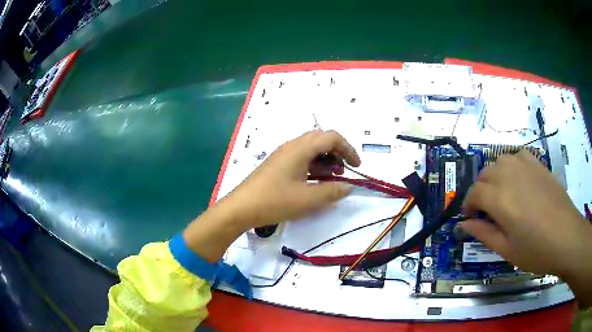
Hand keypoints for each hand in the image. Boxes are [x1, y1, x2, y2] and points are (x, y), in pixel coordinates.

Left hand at [225, 129, 360, 228]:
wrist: (241, 208)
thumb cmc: (274, 201)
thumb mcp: (308, 199)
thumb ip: (332, 191)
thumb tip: (348, 186)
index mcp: (300, 149)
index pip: (331, 137)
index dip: (348, 149)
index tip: (356, 166)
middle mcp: (292, 146)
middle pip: (321, 139)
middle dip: (337, 152)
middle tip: (343, 171)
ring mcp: (283, 155)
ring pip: (310, 149)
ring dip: (325, 160)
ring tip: (332, 179)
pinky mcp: (278, 165)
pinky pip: (301, 158)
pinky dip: (313, 166)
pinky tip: (315, 182)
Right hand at [461, 150, 591, 306]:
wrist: (567, 237)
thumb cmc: (537, 250)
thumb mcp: (507, 250)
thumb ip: (484, 234)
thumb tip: (464, 225)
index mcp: (501, 200)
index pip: (474, 193)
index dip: (468, 205)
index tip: (470, 217)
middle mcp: (511, 176)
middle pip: (485, 173)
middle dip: (480, 190)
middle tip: (486, 210)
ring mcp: (526, 167)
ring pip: (500, 160)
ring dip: (494, 175)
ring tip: (501, 193)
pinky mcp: (539, 165)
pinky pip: (518, 154)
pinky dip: (512, 163)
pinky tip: (518, 178)